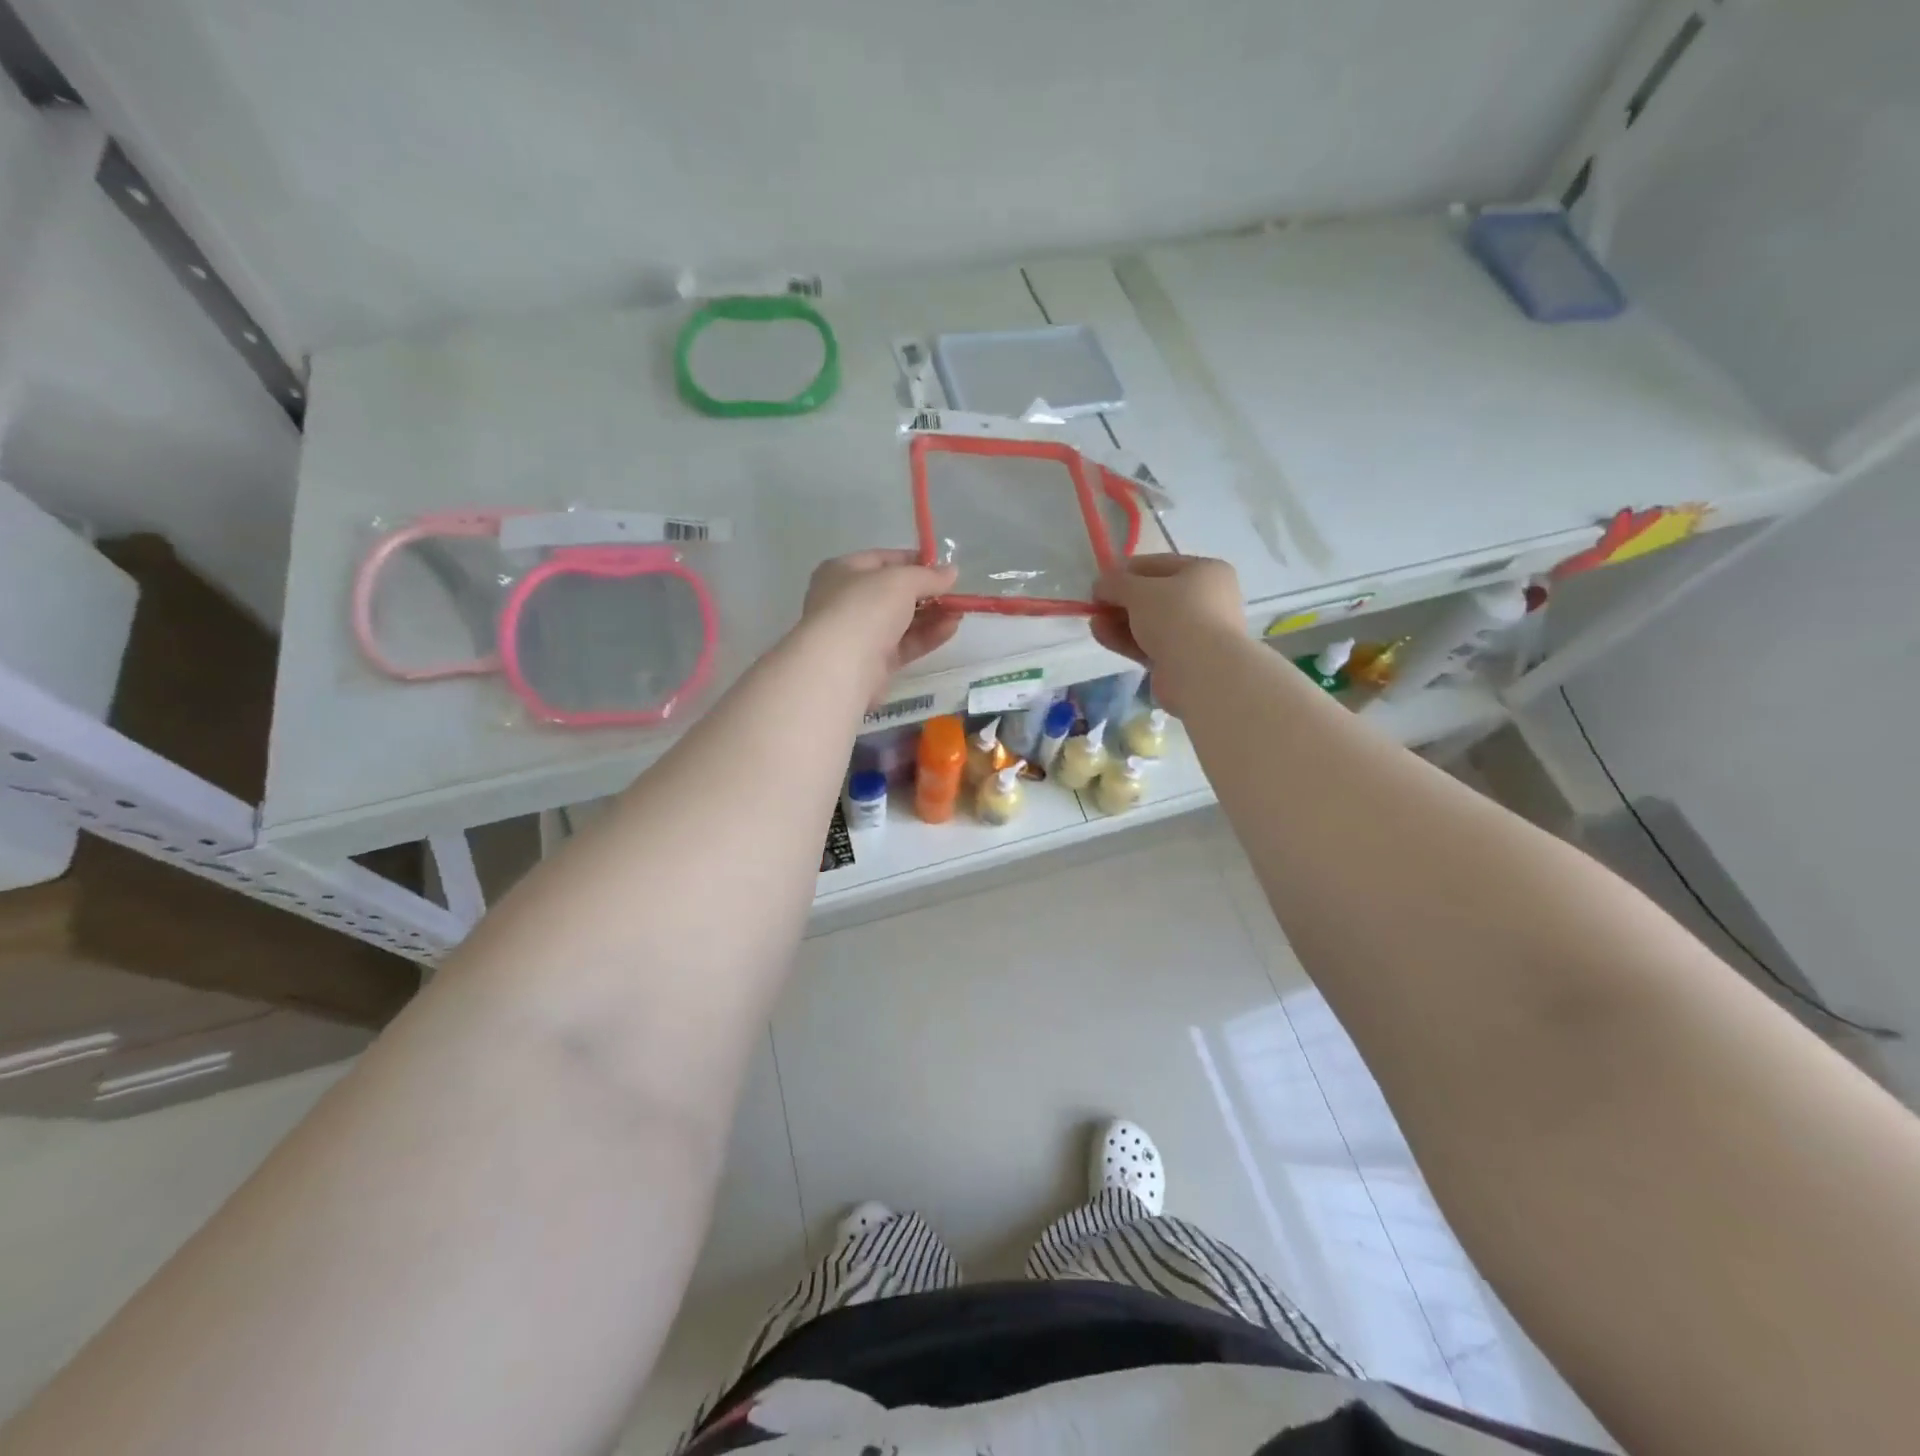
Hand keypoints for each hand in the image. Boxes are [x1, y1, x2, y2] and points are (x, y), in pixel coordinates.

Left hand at [799, 549, 960, 696]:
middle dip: (927, 593)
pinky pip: (905, 644)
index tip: (943, 567)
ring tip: (960, 612)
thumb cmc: (865, 608)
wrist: (841, 666)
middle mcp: (848, 601)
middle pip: (894, 593)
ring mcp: (860, 634)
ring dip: (932, 615)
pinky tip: (951, 629)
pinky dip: (927, 636)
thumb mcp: (901, 581)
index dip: (914, 561)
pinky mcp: (874, 662)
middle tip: (956, 594)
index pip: (883, 560)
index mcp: (843, 571)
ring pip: (902, 621)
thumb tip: (952, 572)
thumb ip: (929, 576)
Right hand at [1093, 554, 1244, 712]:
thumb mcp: (1139, 590)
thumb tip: (1100, 585)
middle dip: (1120, 601)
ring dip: (1119, 621)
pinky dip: (1126, 640)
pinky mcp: (1182, 659)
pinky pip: (1149, 644)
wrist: (1202, 672)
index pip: (1158, 565)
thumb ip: (1116, 583)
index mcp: (1205, 572)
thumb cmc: (1176, 616)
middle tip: (1095, 606)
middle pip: (1153, 596)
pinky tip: (1102, 636)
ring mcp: (1195, 632)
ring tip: (1094, 623)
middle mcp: (1206, 599)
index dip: (1126, 571)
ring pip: (1149, 622)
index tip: (1100, 582)